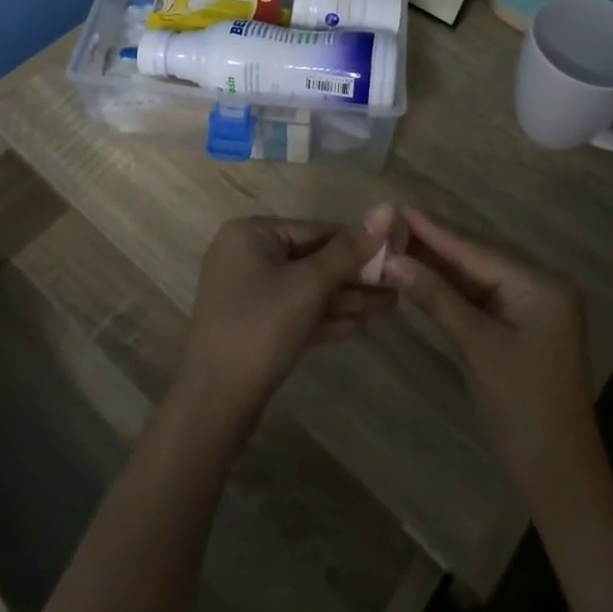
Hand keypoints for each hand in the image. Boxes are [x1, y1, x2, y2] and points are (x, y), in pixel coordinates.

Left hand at [176, 216, 395, 430]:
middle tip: (397, 287)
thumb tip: (386, 209)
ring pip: (305, 288)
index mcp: (251, 233)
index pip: (316, 230)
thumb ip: (349, 249)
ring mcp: (246, 292)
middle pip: (311, 259)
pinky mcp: (252, 324)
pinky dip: (323, 317)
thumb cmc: (261, 327)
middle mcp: (245, 255)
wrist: (214, 402)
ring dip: (345, 298)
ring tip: (390, 306)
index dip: (358, 244)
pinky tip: (360, 325)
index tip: (395, 255)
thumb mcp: (310, 284)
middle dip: (354, 276)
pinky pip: (293, 311)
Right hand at [382, 207, 604, 508]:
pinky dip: (450, 291)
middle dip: (433, 245)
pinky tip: (421, 276)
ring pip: (476, 278)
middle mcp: (541, 287)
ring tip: (395, 241)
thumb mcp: (477, 347)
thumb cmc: (523, 409)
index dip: (434, 231)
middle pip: (477, 260)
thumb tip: (393, 260)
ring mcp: (532, 308)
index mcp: (542, 285)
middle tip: (389, 222)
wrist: (558, 478)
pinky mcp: (520, 327)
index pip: (477, 251)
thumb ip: (437, 298)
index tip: (397, 207)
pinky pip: (480, 299)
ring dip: (438, 267)